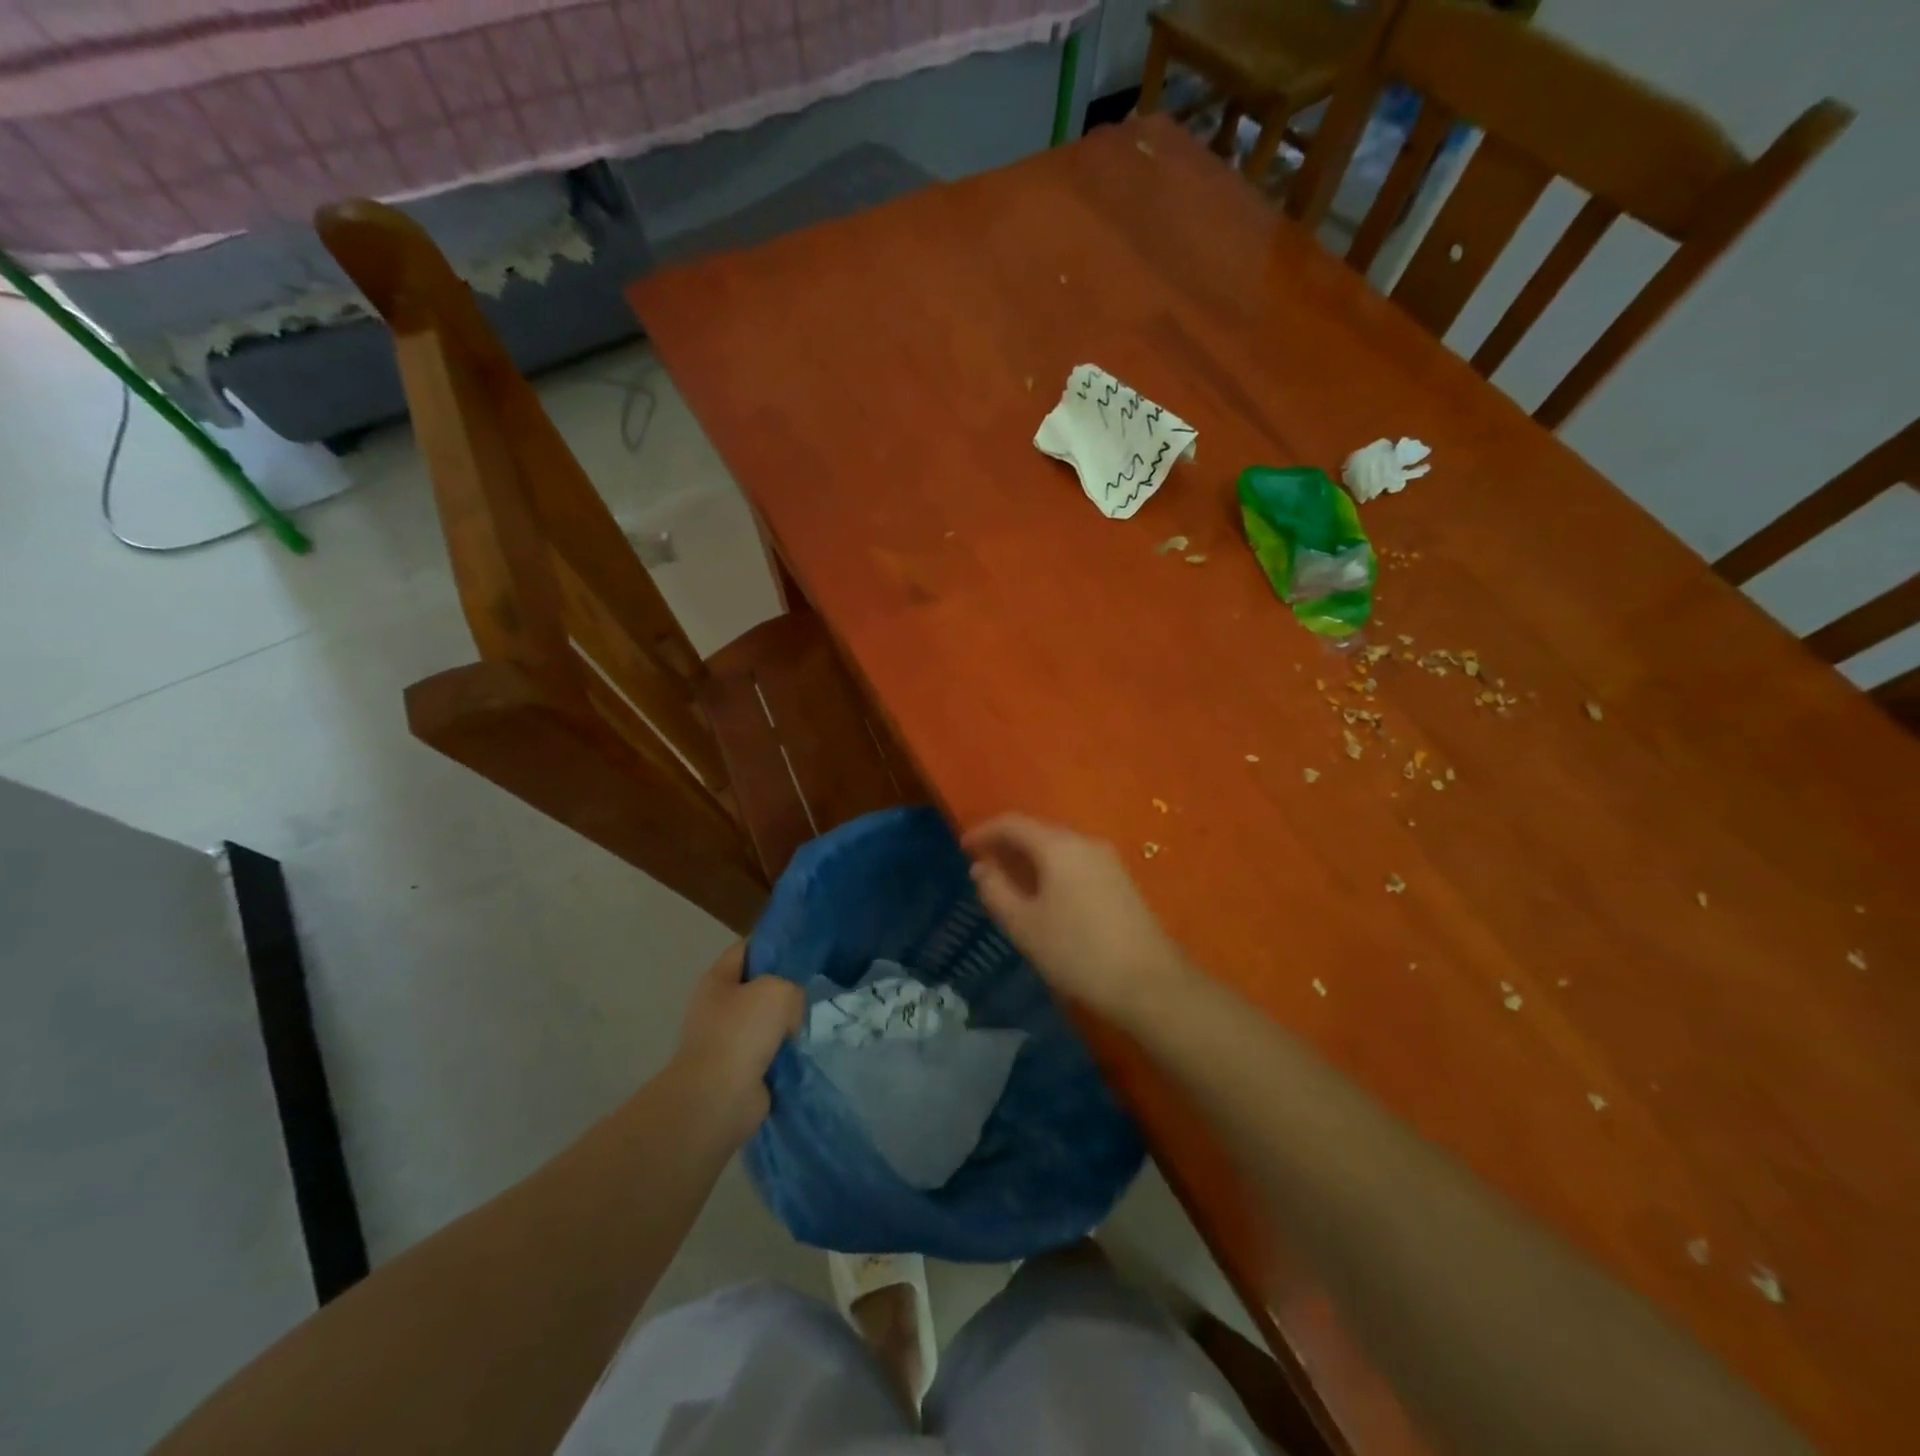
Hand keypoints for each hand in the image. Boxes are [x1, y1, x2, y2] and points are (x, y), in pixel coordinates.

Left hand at [669, 942, 803, 1144]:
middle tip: (810, 991)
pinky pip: (768, 1051)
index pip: (747, 949)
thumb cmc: (741, 1032)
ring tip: (809, 1024)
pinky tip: (801, 1051)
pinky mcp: (738, 1069)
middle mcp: (718, 1007)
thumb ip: (791, 987)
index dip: (774, 944)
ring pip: (765, 1021)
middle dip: (784, 989)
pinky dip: (783, 1054)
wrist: (719, 1098)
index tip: (803, 949)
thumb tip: (789, 1012)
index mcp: (718, 980)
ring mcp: (726, 1040)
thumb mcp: (777, 990)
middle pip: (757, 986)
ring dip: (785, 1025)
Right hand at [963, 813, 1193, 1026]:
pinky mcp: (1121, 880)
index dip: (984, 831)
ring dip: (1030, 858)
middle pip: (1038, 831)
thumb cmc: (1078, 952)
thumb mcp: (1025, 925)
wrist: (1150, 983)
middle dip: (1007, 844)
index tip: (963, 848)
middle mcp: (1085, 842)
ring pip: (1059, 847)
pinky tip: (1044, 895)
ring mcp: (1108, 861)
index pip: (1013, 823)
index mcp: (1059, 846)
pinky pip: (1076, 862)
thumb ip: (996, 891)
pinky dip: (1051, 869)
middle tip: (982, 866)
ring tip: (1009, 881)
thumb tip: (981, 867)